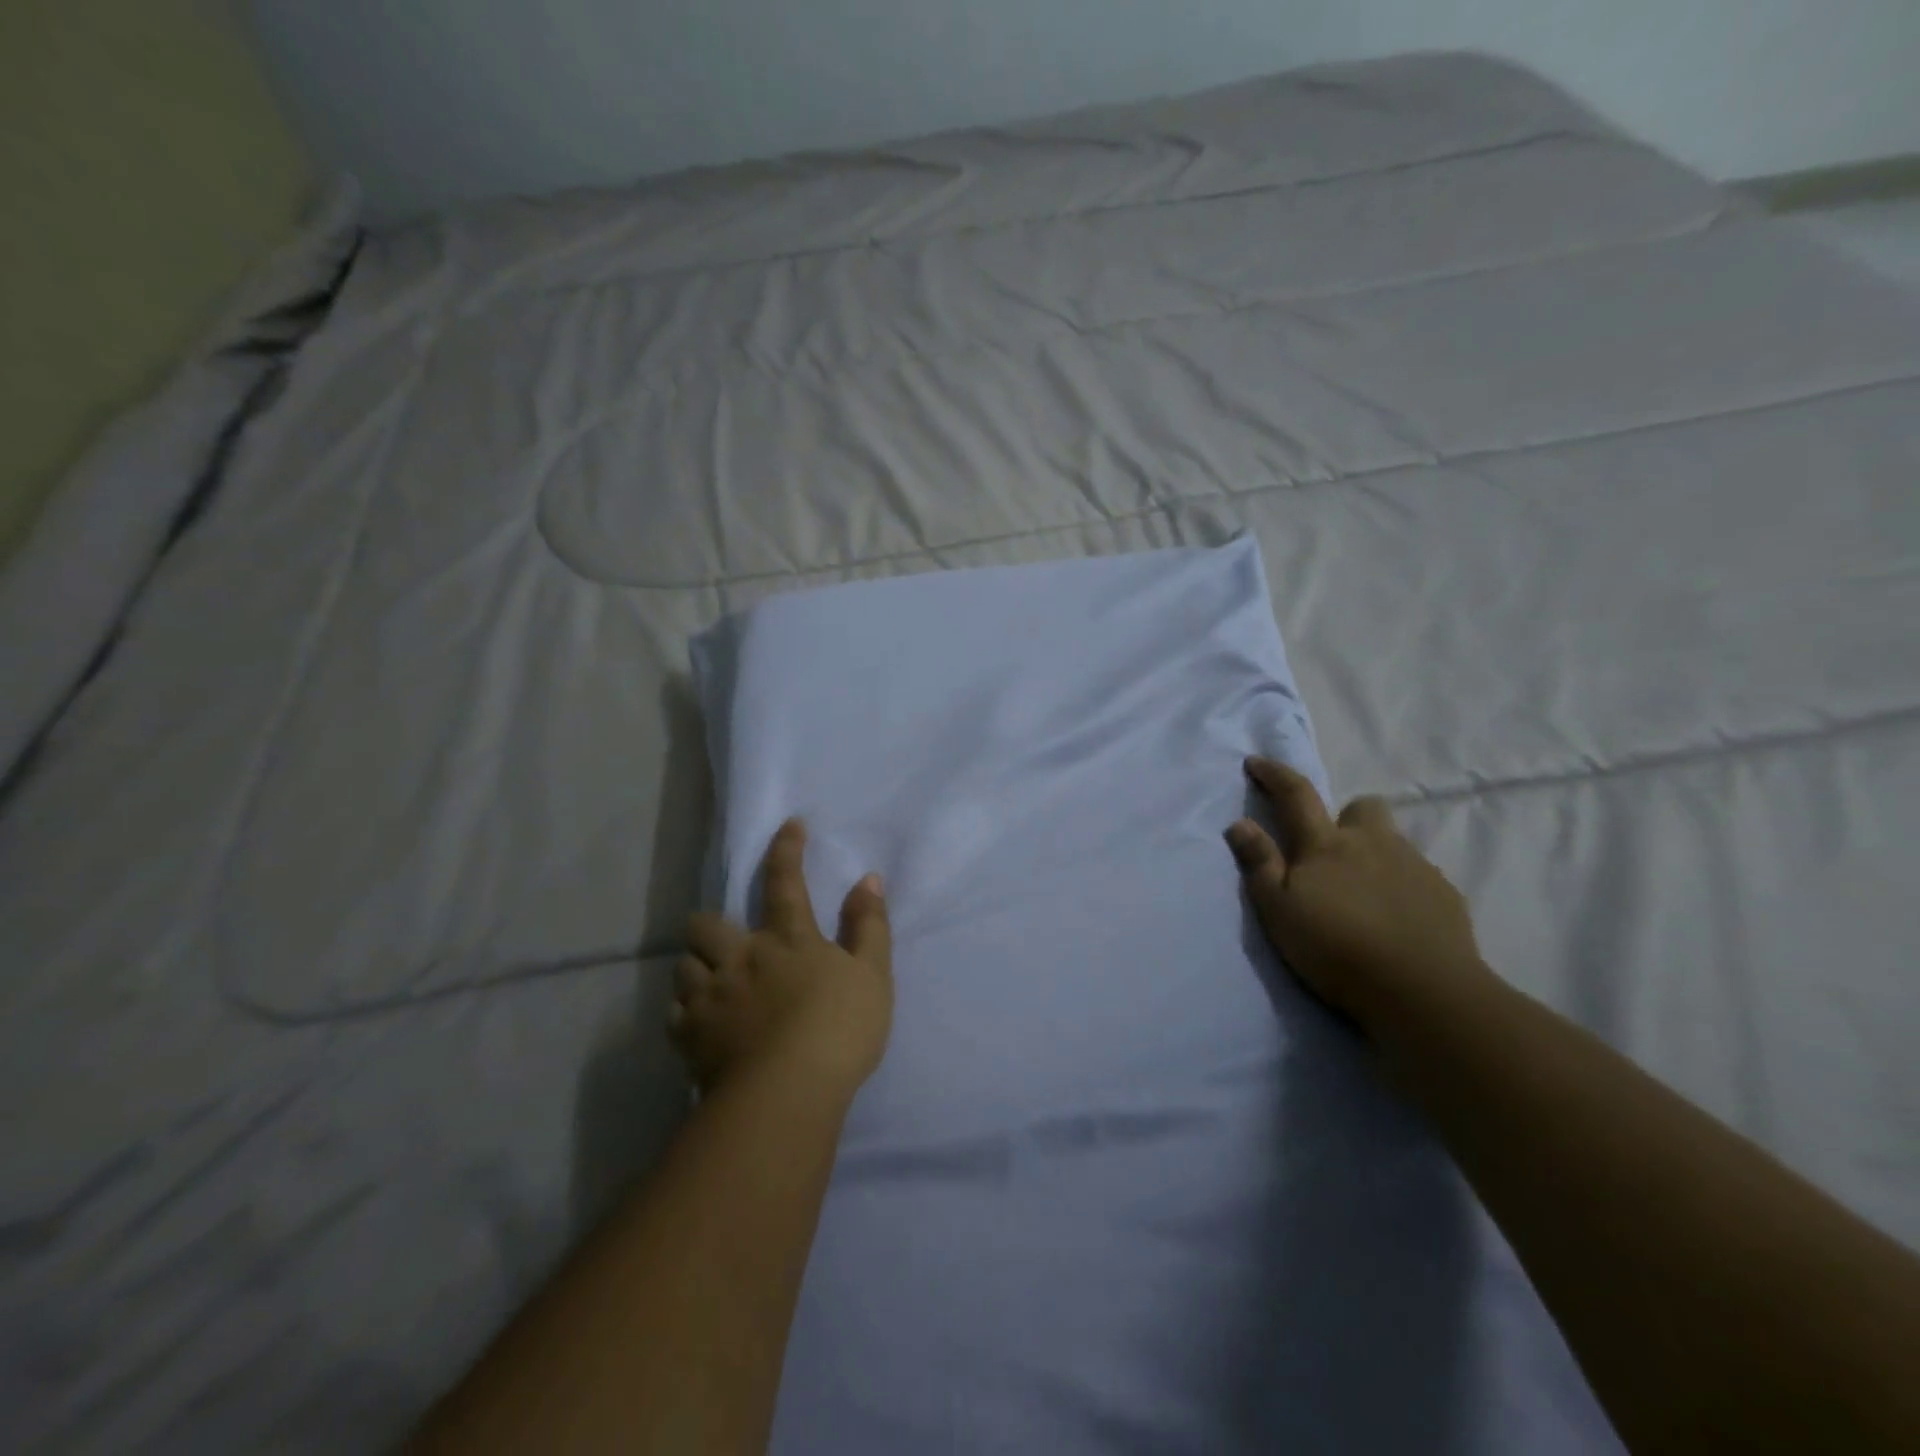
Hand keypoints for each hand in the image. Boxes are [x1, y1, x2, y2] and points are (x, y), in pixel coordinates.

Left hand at [672, 819, 892, 1098]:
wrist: (787, 1093)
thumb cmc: (838, 1029)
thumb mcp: (872, 974)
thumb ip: (869, 925)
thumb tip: (868, 878)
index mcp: (787, 939)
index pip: (785, 880)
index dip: (787, 848)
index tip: (790, 825)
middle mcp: (741, 957)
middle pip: (706, 924)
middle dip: (709, 924)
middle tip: (723, 941)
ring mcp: (710, 997)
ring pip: (683, 966)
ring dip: (696, 968)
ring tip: (709, 983)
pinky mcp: (690, 1037)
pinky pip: (675, 1015)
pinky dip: (685, 1013)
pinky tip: (698, 1024)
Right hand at [1225, 757, 1491, 1033]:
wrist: (1423, 992)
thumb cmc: (1336, 949)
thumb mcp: (1278, 910)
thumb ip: (1259, 863)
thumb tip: (1240, 823)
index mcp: (1326, 844)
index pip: (1296, 795)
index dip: (1275, 775)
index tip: (1256, 763)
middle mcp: (1372, 843)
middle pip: (1363, 807)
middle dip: (1347, 817)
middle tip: (1333, 850)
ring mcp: (1414, 866)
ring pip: (1392, 843)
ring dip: (1375, 854)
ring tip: (1364, 895)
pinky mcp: (1445, 896)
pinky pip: (1419, 876)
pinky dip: (1402, 887)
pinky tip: (1395, 919)